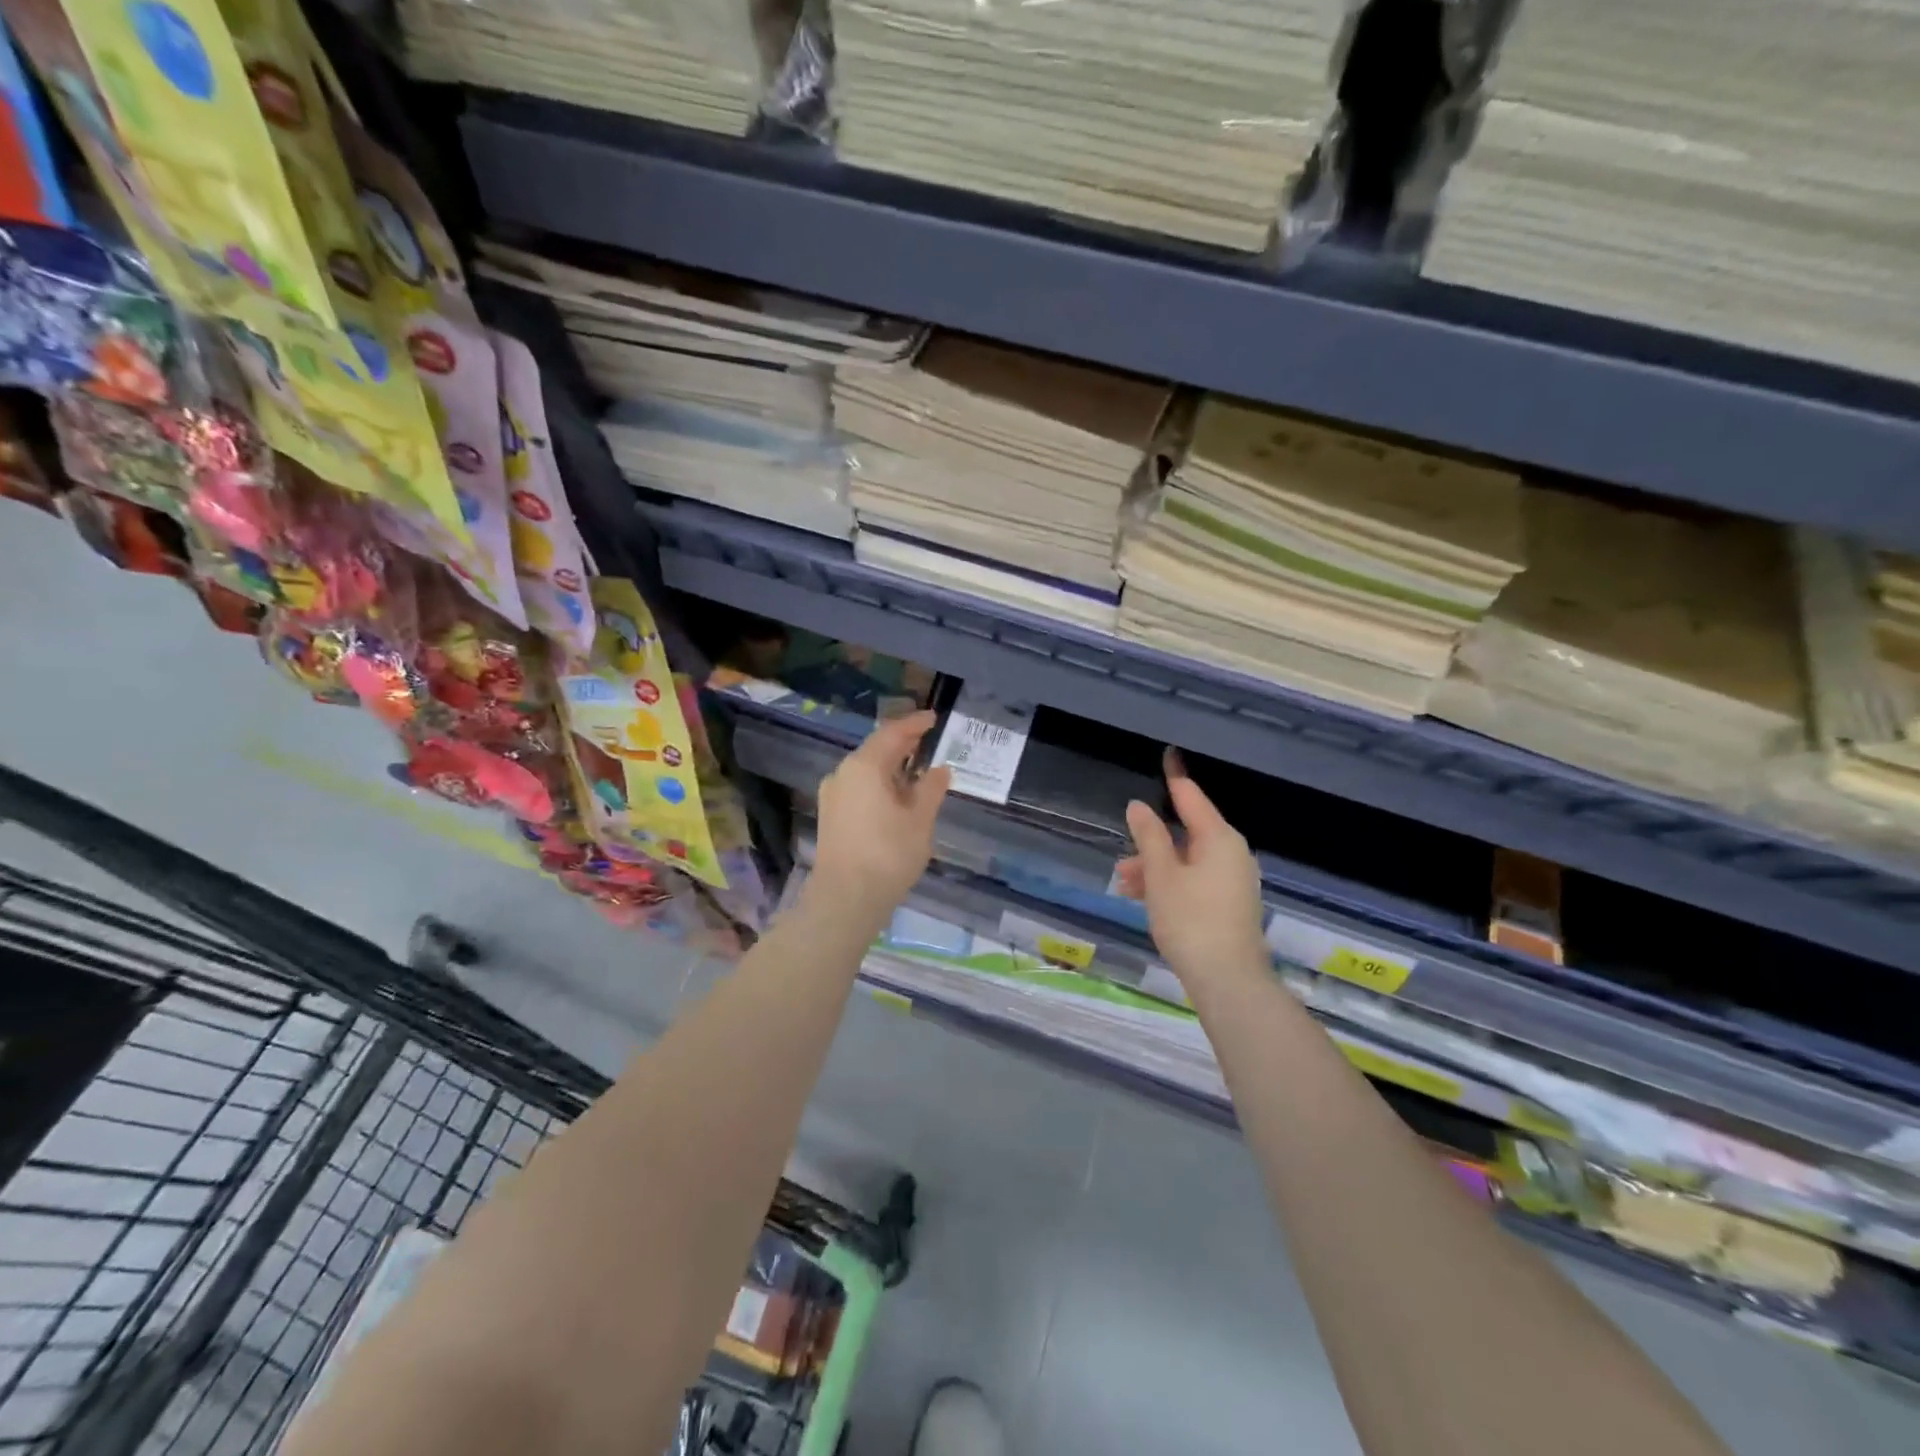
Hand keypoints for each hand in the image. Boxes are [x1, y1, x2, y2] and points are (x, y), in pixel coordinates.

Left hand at [810, 710, 951, 920]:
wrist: (845, 900)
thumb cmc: (888, 855)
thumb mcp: (920, 820)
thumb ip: (931, 789)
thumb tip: (940, 769)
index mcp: (864, 766)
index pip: (892, 733)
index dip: (915, 724)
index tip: (933, 718)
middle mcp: (843, 774)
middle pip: (876, 750)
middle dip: (903, 744)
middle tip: (928, 741)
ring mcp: (833, 796)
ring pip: (866, 771)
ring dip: (891, 767)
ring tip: (918, 771)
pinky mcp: (831, 816)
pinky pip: (859, 788)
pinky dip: (880, 785)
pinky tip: (898, 797)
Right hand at [1116, 750, 1267, 993]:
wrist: (1228, 980)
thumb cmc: (1191, 920)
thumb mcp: (1161, 875)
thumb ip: (1149, 836)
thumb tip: (1138, 806)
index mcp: (1219, 838)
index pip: (1191, 796)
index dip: (1174, 777)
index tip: (1167, 754)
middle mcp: (1232, 853)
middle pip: (1187, 833)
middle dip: (1151, 842)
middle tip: (1123, 859)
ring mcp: (1233, 880)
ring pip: (1187, 860)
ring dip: (1155, 868)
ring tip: (1125, 885)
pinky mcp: (1230, 904)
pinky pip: (1195, 880)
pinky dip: (1170, 883)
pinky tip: (1144, 899)